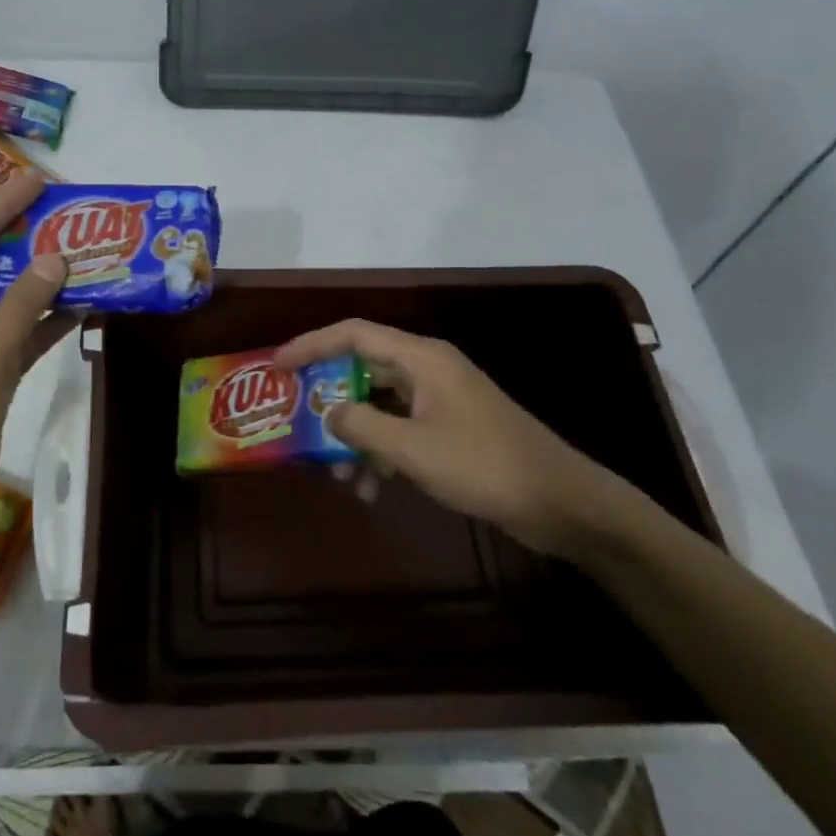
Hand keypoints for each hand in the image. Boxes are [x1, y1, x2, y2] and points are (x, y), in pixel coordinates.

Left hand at [0, 171, 73, 535]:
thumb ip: (22, 306)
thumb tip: (56, 257)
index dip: (2, 205)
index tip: (38, 180)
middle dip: (26, 237)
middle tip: (68, 213)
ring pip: (9, 297)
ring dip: (44, 280)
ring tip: (85, 252)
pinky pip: (21, 332)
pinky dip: (48, 320)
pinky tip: (83, 306)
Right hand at [275, 320, 621, 555]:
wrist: (559, 501)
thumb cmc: (483, 465)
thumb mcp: (412, 448)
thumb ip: (361, 425)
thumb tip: (327, 412)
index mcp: (420, 358)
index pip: (353, 333)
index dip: (311, 343)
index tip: (277, 365)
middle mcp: (428, 369)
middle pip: (363, 368)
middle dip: (329, 398)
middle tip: (297, 421)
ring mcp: (440, 399)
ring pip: (379, 405)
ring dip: (355, 436)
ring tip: (337, 475)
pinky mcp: (450, 428)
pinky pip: (400, 429)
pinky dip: (381, 453)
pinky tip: (371, 490)